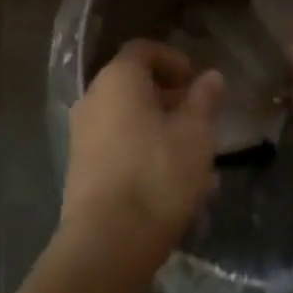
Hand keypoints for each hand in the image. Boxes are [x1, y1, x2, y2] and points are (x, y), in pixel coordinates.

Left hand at [62, 40, 222, 270]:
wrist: (108, 243)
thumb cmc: (158, 174)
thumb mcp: (195, 133)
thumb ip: (204, 99)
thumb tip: (210, 76)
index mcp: (118, 79)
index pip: (143, 50)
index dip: (173, 59)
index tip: (196, 82)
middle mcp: (93, 99)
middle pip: (134, 85)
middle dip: (169, 98)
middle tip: (198, 118)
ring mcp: (82, 136)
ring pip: (128, 120)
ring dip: (160, 130)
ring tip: (194, 159)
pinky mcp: (81, 170)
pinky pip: (118, 148)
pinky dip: (144, 154)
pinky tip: (172, 185)